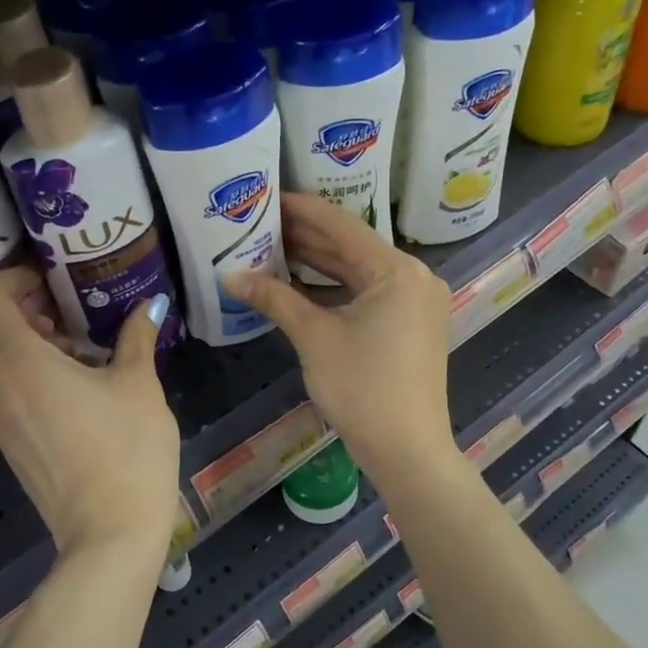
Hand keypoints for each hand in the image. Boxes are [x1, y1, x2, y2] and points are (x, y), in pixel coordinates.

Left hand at [0, 266, 180, 565]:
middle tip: (46, 309)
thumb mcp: (139, 385)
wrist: (111, 531)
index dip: (7, 278)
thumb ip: (137, 337)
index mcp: (20, 363)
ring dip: (7, 341)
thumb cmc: (128, 449)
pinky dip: (14, 371)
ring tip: (66, 346)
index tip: (47, 283)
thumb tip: (152, 305)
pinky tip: (68, 382)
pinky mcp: (6, 442)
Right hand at [227, 194, 457, 489]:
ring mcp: (417, 301)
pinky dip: (337, 288)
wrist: (408, 451)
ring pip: (360, 271)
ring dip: (320, 263)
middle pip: (353, 247)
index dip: (302, 209)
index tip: (269, 196)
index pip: (342, 226)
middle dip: (307, 237)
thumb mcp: (314, 338)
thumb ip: (274, 298)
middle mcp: (414, 276)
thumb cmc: (362, 389)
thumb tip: (230, 276)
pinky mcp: (413, 324)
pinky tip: (301, 283)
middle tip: (263, 223)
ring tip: (274, 247)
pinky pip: (370, 293)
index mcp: (397, 270)